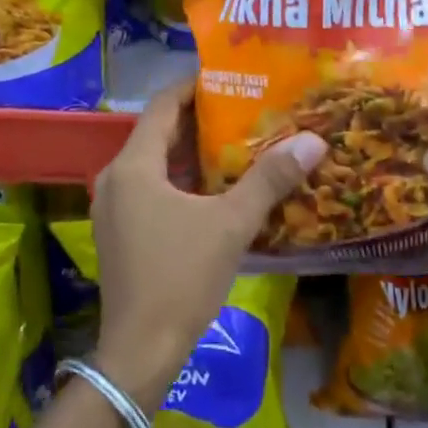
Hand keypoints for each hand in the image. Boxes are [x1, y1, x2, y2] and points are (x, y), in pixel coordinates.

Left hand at [90, 82, 326, 412]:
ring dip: (192, 155)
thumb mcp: (231, 224)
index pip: (162, 105)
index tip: (229, 77)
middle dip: (200, 121)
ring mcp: (113, 208)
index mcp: (134, 165)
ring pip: (155, 165)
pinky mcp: (120, 233)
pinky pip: (151, 191)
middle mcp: (116, 178)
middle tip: (244, 110)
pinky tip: (217, 191)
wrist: (141, 351)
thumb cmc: (181, 278)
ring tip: (237, 145)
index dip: (193, 86)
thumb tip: (313, 140)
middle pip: (158, 134)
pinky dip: (181, 183)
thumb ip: (269, 179)